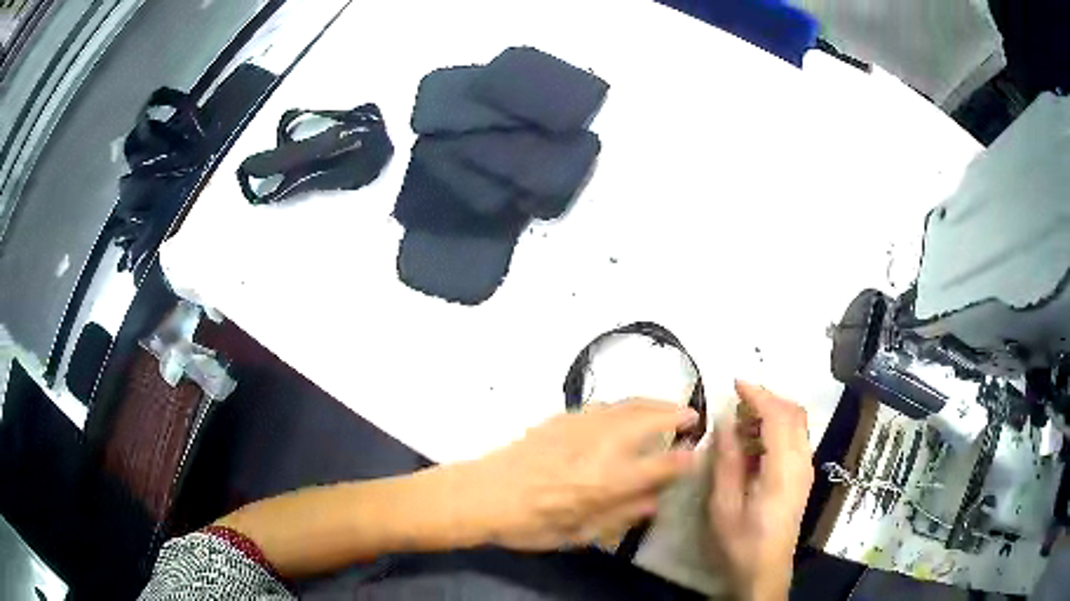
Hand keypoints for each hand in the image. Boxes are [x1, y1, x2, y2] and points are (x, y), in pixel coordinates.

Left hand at [463, 399, 697, 550]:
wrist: (483, 493)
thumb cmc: (531, 524)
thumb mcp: (581, 535)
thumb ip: (623, 515)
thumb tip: (655, 500)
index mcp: (609, 481)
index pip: (662, 464)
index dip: (685, 459)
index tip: (697, 454)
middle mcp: (601, 446)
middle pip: (649, 418)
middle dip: (676, 413)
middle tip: (692, 416)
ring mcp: (581, 426)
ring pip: (628, 404)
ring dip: (653, 403)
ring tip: (667, 408)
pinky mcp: (562, 418)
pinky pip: (604, 406)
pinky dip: (625, 406)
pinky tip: (625, 413)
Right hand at [708, 381, 812, 600]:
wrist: (765, 570)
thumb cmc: (741, 542)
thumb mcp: (724, 505)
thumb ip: (727, 460)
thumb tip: (725, 422)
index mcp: (783, 470)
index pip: (778, 416)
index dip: (758, 394)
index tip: (735, 383)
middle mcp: (801, 462)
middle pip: (794, 413)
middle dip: (768, 398)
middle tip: (737, 401)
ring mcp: (805, 469)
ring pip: (797, 423)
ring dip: (773, 412)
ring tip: (741, 422)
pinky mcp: (802, 476)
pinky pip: (795, 438)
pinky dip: (777, 428)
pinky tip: (754, 443)